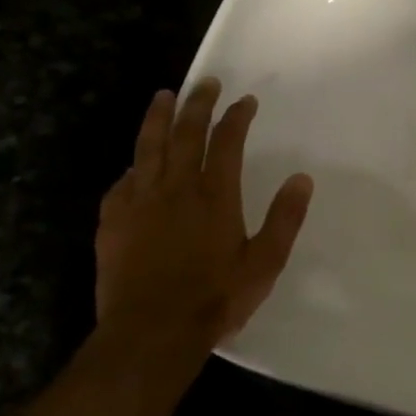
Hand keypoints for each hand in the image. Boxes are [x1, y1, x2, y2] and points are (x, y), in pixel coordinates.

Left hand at [94, 79, 312, 351]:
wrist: (151, 333)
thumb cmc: (214, 299)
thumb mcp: (264, 263)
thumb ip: (285, 218)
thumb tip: (302, 178)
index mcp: (215, 195)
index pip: (226, 142)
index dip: (236, 117)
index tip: (245, 101)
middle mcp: (176, 188)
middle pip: (186, 134)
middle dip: (197, 104)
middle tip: (205, 83)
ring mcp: (139, 202)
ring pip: (148, 148)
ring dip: (158, 118)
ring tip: (163, 97)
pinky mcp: (113, 221)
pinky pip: (121, 183)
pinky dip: (132, 167)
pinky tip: (134, 165)